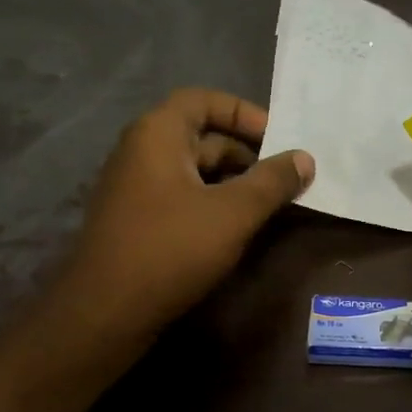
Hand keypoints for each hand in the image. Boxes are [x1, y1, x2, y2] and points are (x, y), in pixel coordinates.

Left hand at [59, 88, 313, 337]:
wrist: (106, 311)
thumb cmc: (171, 249)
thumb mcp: (233, 213)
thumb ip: (272, 182)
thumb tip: (305, 158)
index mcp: (157, 134)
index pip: (203, 100)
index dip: (243, 113)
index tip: (278, 139)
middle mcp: (140, 151)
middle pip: (200, 135)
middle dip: (245, 154)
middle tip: (282, 179)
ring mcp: (134, 187)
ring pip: (192, 170)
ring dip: (231, 182)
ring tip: (266, 206)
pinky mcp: (135, 220)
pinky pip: (179, 196)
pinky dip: (210, 202)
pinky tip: (234, 229)